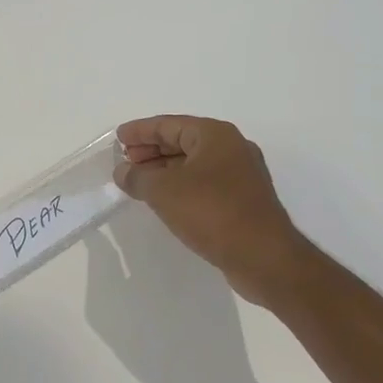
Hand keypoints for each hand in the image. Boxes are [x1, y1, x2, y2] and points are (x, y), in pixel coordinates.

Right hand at [114, 116, 307, 306]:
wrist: (264, 257)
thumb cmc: (211, 212)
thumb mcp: (163, 191)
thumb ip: (137, 177)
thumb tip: (122, 171)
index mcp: (215, 135)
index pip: (169, 124)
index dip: (140, 131)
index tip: (118, 138)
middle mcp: (232, 148)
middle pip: (182, 141)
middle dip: (151, 150)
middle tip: (125, 160)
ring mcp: (241, 175)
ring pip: (194, 164)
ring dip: (164, 170)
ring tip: (139, 181)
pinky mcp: (243, 200)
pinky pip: (204, 183)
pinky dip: (181, 186)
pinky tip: (165, 200)